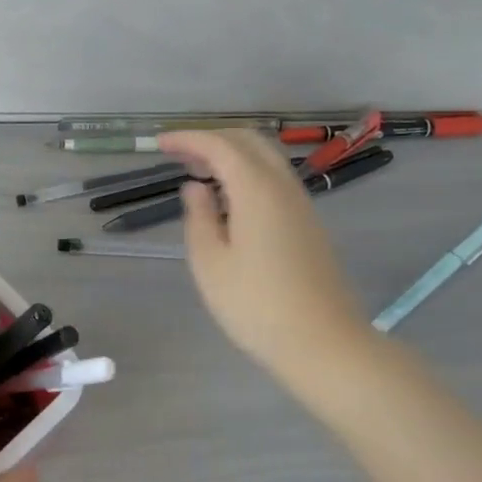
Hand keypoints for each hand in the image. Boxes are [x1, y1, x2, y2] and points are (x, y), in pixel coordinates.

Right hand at [159, 129, 374, 393]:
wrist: (322, 343)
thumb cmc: (255, 305)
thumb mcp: (210, 263)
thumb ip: (198, 217)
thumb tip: (195, 188)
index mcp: (257, 190)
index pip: (219, 145)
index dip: (188, 139)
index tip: (159, 143)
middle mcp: (283, 186)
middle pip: (249, 141)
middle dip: (211, 138)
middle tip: (178, 154)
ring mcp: (301, 204)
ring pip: (266, 158)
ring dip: (231, 154)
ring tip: (198, 172)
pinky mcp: (308, 224)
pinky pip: (275, 179)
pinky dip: (247, 173)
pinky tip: (228, 199)